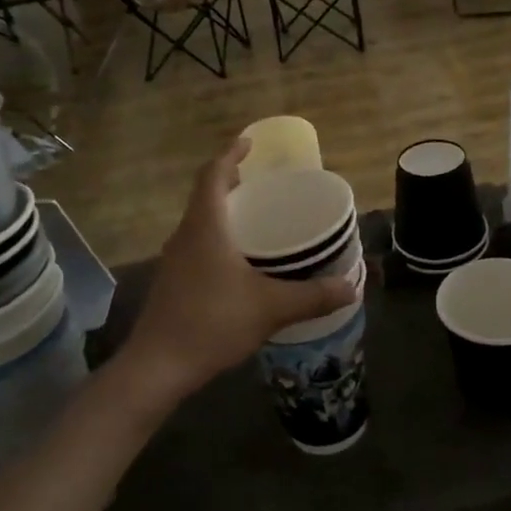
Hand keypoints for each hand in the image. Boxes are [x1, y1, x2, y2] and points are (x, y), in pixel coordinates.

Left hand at [122, 136, 356, 398]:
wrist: (157, 368)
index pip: (213, 176)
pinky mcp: (172, 283)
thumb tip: (352, 287)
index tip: (249, 142)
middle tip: (260, 181)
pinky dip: (217, 238)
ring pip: (199, 223)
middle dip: (230, 182)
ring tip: (254, 217)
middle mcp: (185, 236)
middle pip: (205, 196)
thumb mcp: (271, 308)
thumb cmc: (212, 323)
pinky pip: (197, 245)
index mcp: (205, 227)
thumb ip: (313, 296)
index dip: (229, 155)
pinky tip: (238, 262)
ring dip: (223, 212)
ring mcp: (174, 261)